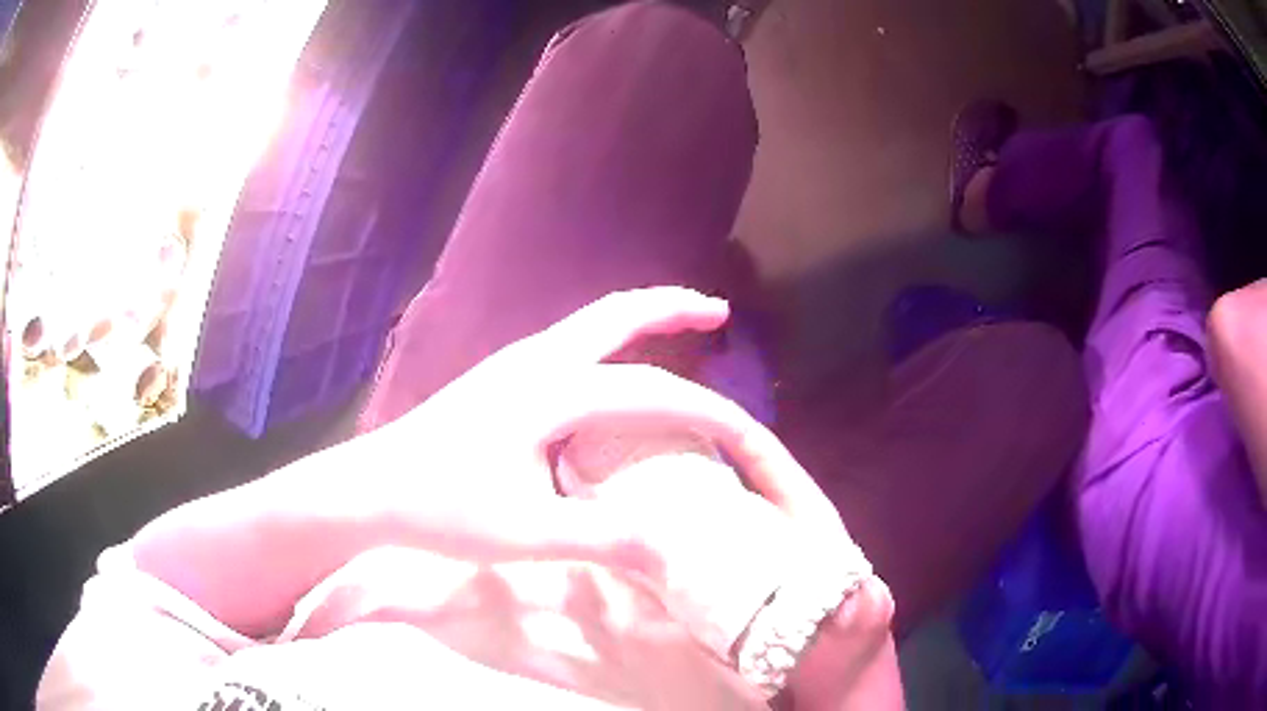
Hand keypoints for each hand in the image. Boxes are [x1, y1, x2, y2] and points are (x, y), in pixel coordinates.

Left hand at [360, 286, 851, 570]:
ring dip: (640, 320)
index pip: (652, 392)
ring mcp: (513, 365)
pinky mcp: (500, 380)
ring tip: (680, 329)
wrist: (371, 489)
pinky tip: (614, 369)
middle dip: (672, 309)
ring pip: (591, 325)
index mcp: (551, 393)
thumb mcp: (528, 533)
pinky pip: (572, 345)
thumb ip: (605, 536)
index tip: (749, 432)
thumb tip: (676, 546)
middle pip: (616, 316)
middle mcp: (537, 362)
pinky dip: (610, 342)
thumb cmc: (442, 510)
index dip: (707, 411)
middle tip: (718, 313)